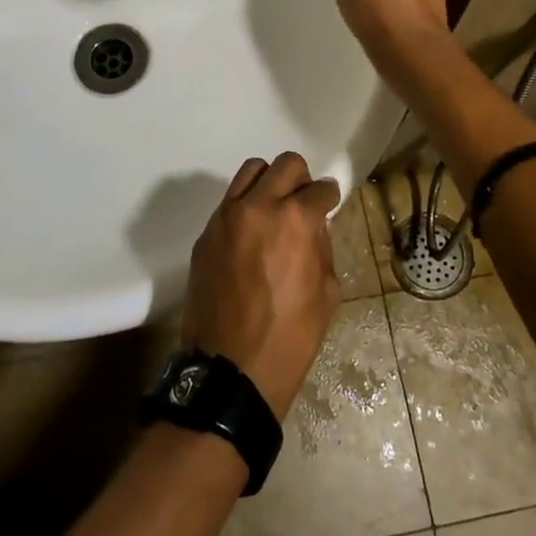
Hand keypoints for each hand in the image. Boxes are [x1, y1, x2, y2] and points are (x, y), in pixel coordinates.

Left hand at [181, 152, 342, 419]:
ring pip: (252, 171)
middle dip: (301, 180)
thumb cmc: (289, 338)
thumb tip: (314, 226)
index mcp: (296, 221)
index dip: (329, 197)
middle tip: (303, 203)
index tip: (329, 204)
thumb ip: (322, 248)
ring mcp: (226, 217)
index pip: (320, 189)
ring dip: (269, 182)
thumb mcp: (327, 295)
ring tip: (274, 209)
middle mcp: (259, 206)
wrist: (230, 370)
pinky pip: (229, 201)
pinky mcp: (206, 233)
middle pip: (285, 164)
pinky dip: (245, 206)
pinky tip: (251, 234)